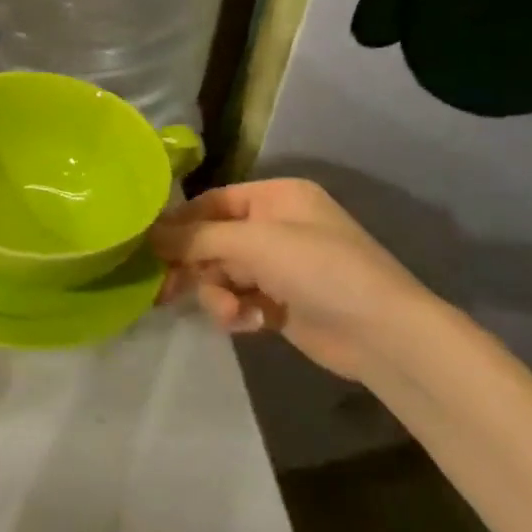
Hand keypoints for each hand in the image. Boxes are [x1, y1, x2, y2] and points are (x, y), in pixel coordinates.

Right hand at [152, 178, 439, 379]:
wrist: (384, 334)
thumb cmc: (320, 269)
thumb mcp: (254, 244)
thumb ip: (197, 238)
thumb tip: (148, 233)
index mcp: (275, 197)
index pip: (212, 203)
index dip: (180, 224)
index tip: (148, 247)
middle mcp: (275, 226)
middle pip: (213, 241)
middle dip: (196, 266)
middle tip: (166, 290)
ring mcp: (279, 266)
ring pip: (222, 274)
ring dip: (218, 294)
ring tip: (231, 313)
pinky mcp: (280, 302)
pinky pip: (239, 299)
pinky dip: (237, 311)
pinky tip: (248, 323)